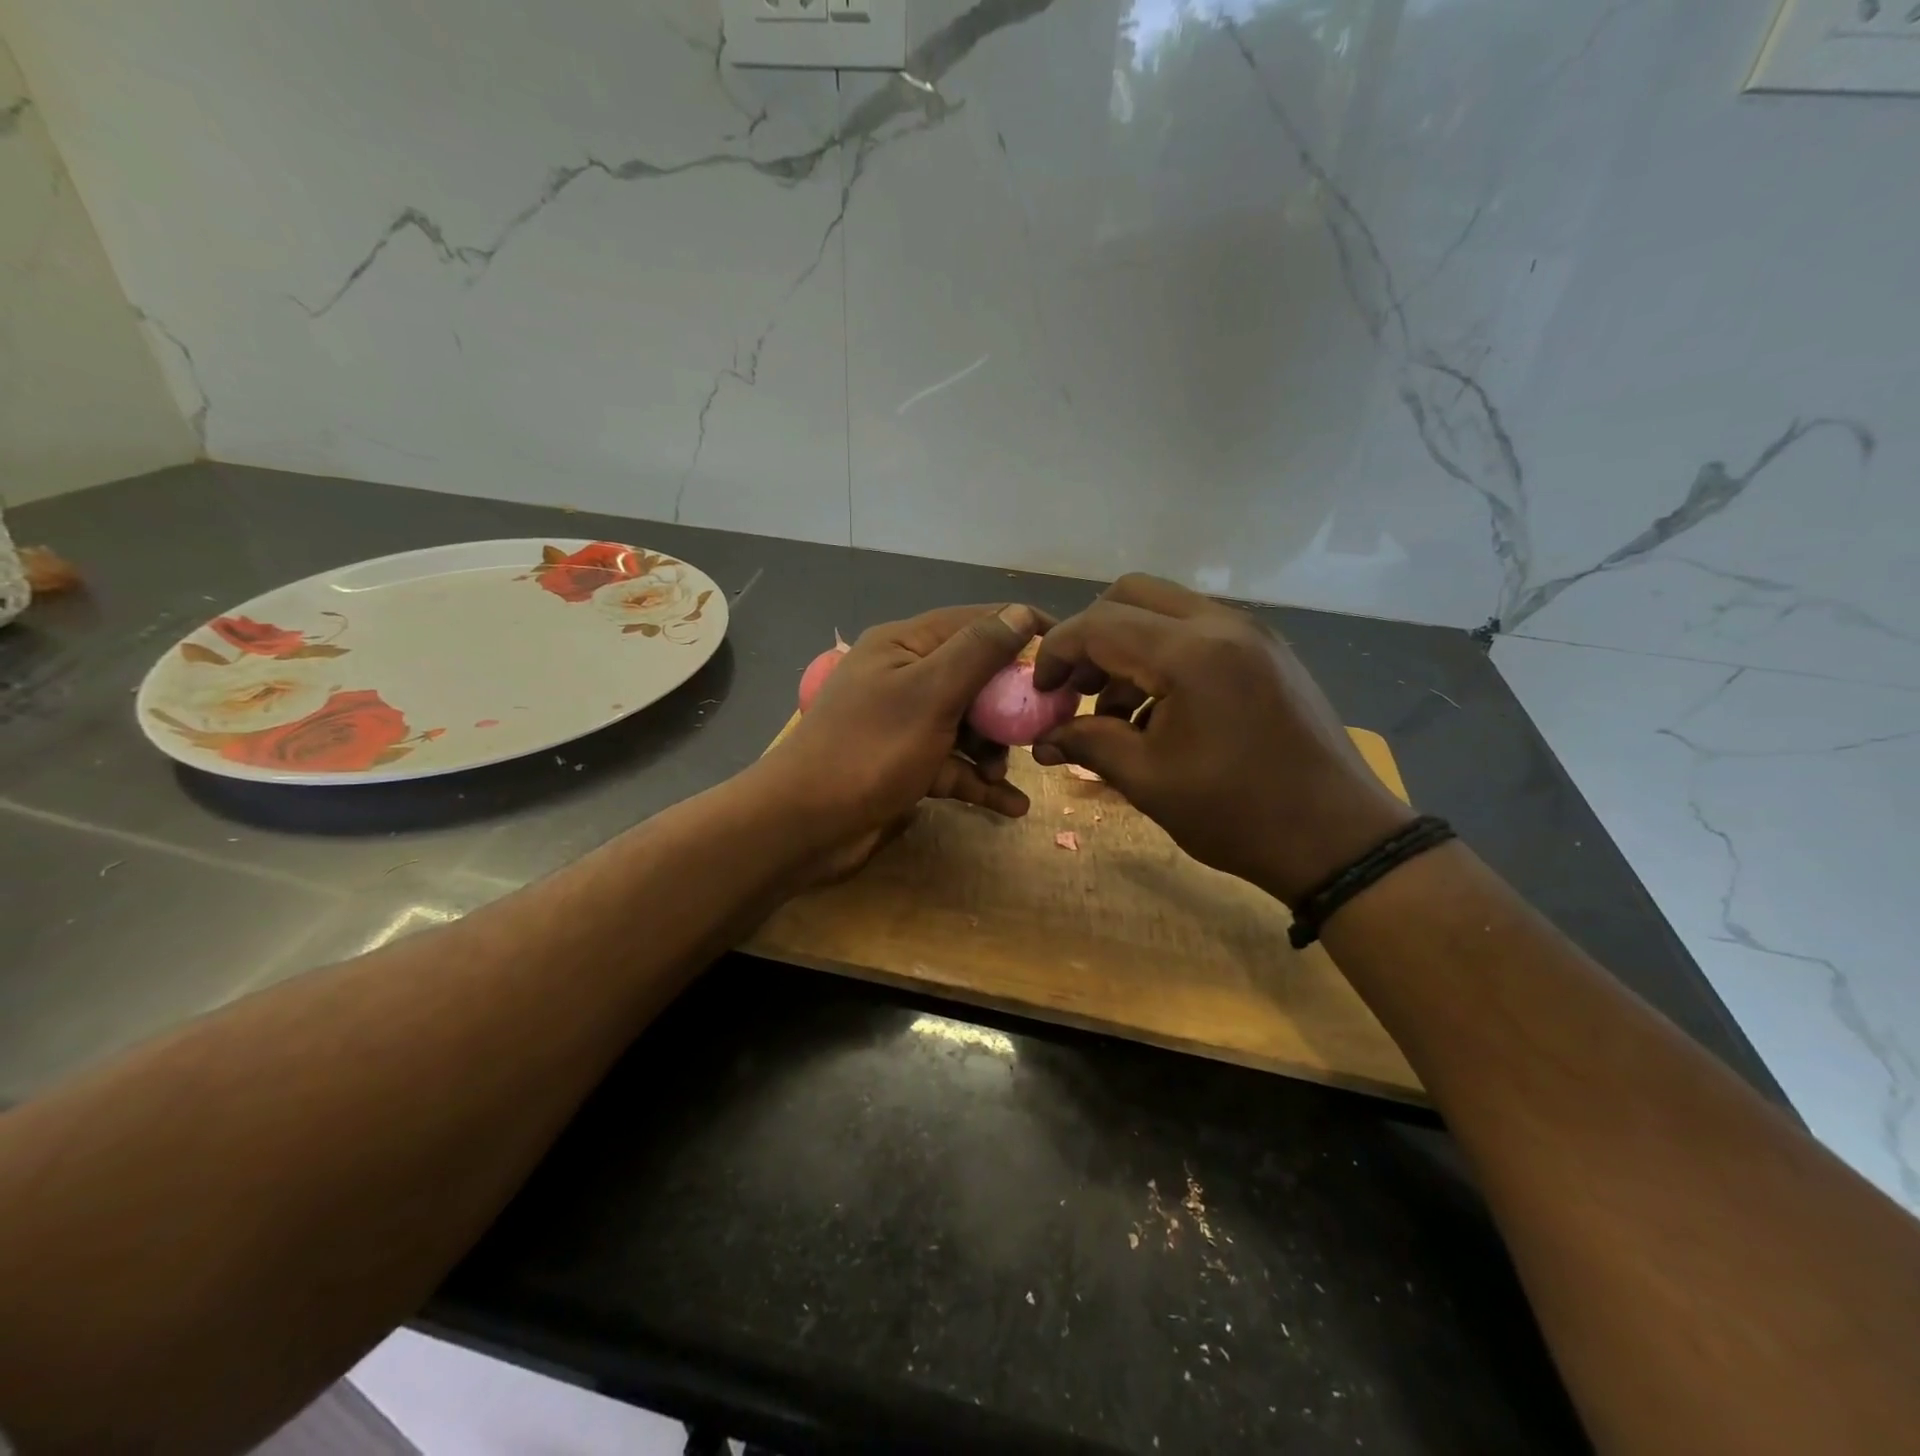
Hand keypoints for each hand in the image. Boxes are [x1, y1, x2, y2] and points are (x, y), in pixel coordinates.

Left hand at [749, 603, 1046, 876]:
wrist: (802, 826)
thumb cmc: (869, 751)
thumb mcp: (930, 694)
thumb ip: (977, 652)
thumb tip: (1021, 612)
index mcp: (903, 646)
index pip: (973, 622)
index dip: (1020, 629)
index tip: (1065, 650)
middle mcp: (903, 678)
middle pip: (973, 677)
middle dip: (1010, 701)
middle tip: (1047, 723)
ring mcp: (902, 725)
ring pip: (965, 724)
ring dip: (993, 748)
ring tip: (1010, 772)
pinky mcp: (904, 766)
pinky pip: (951, 766)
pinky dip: (978, 782)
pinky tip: (1013, 806)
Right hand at [1031, 575, 1410, 903]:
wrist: (1339, 839)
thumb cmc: (1237, 814)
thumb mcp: (1148, 781)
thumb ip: (1088, 744)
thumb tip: (1043, 739)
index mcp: (1191, 653)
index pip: (1099, 623)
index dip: (1057, 652)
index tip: (1042, 692)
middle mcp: (1223, 625)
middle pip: (1132, 594)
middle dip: (1092, 636)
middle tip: (1077, 688)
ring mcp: (1252, 634)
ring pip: (1166, 610)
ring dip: (1128, 647)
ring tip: (1117, 713)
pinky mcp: (1268, 652)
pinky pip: (1198, 631)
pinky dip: (1164, 655)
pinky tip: (1160, 712)